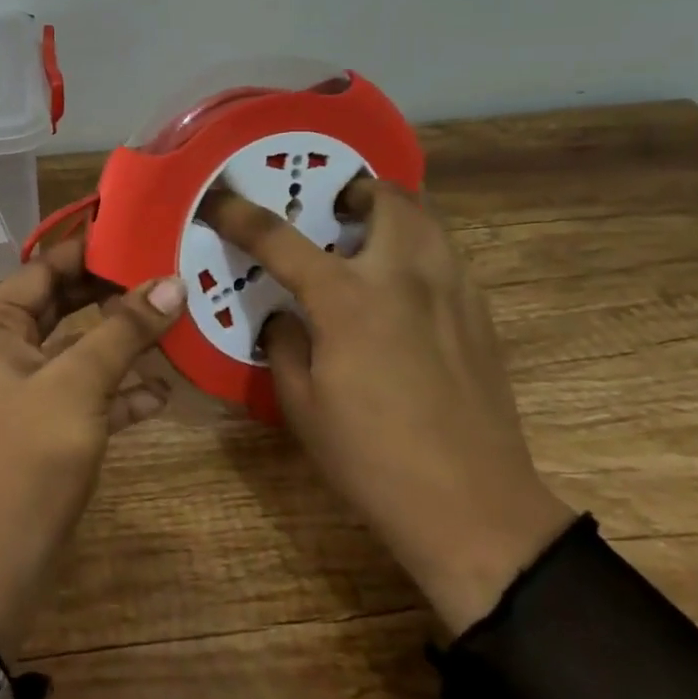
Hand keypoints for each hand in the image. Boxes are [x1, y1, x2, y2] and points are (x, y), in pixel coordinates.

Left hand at [0, 239, 185, 651]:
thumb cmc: (28, 457)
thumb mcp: (78, 384)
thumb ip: (124, 331)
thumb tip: (172, 282)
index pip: (45, 268)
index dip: (91, 250)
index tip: (140, 233)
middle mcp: (6, 350)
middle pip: (65, 305)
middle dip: (113, 293)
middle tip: (167, 273)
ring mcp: (27, 390)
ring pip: (80, 350)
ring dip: (123, 341)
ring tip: (176, 322)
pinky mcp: (47, 427)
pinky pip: (88, 393)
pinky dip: (120, 389)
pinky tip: (163, 390)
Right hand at [203, 181, 574, 634]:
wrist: (474, 509)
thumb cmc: (373, 459)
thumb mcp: (301, 406)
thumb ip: (285, 345)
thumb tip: (286, 317)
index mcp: (348, 300)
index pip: (280, 239)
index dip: (240, 214)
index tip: (217, 198)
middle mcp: (403, 277)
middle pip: (385, 198)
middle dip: (353, 190)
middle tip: (331, 212)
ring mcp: (451, 291)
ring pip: (428, 217)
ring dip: (392, 210)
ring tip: (368, 238)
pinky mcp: (480, 314)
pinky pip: (448, 254)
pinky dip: (420, 245)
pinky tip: (404, 286)